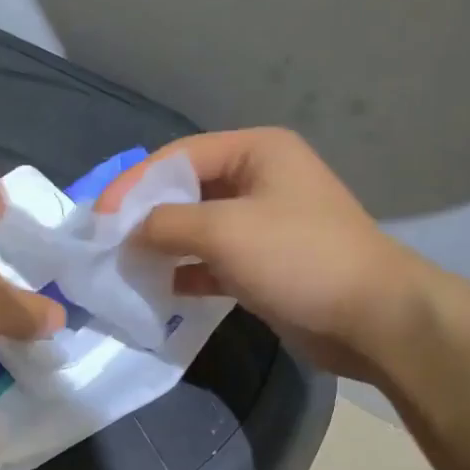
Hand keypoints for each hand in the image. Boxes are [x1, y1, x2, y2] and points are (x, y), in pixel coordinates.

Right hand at [97, 128, 433, 380]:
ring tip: (125, 269)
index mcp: (257, 151)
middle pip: (186, 191)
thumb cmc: (298, 258)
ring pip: (197, 229)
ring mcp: (263, 225)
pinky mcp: (264, 265)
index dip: (134, 184)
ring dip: (163, 248)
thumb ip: (166, 224)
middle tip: (107, 244)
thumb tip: (128, 233)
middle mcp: (259, 180)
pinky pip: (212, 262)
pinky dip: (186, 273)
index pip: (178, 156)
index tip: (98, 218)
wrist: (371, 317)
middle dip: (146, 217)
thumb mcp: (224, 231)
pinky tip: (159, 291)